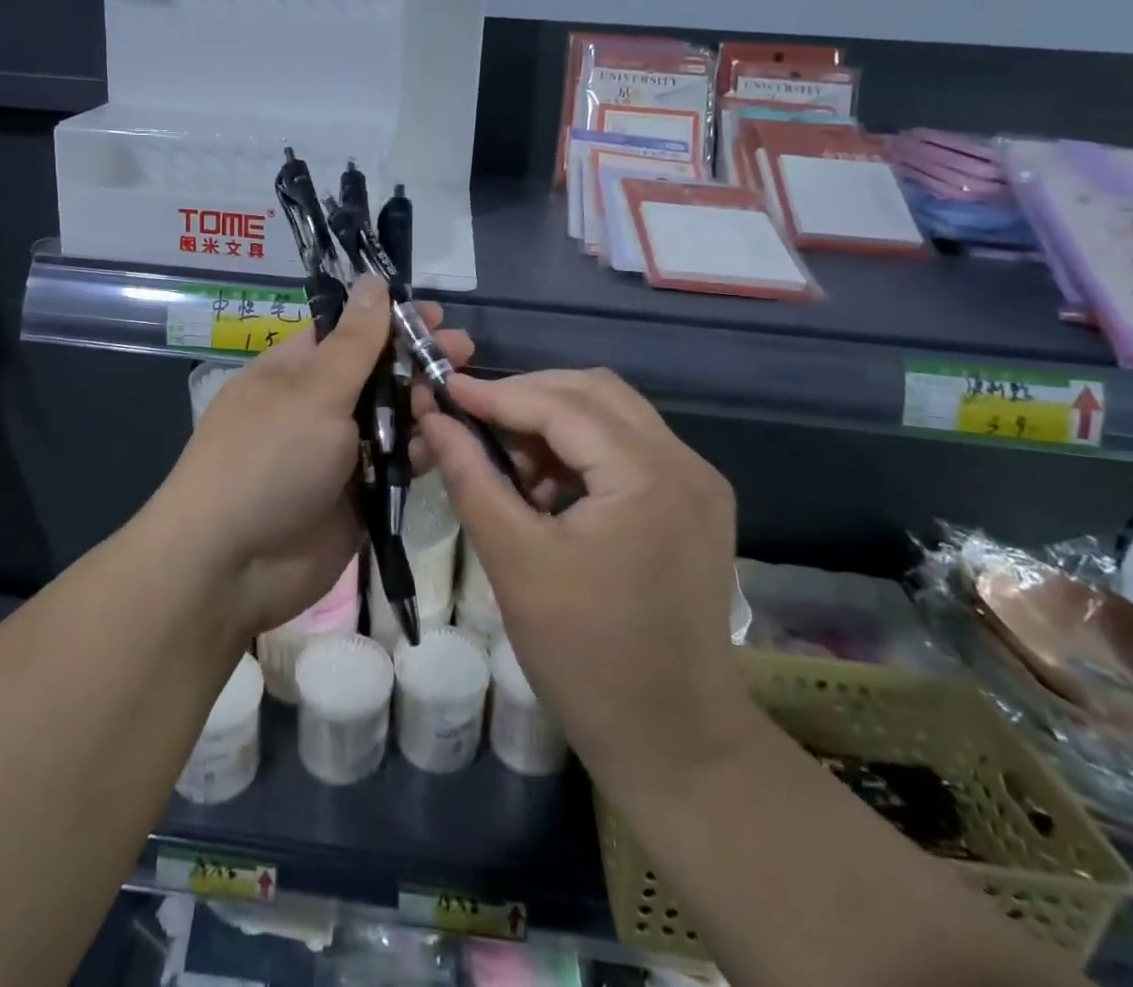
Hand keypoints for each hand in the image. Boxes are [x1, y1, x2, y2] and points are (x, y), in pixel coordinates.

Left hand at [155, 278, 473, 640]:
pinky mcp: (359, 494)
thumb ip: (355, 341)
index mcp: (296, 369)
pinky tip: (451, 439)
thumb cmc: (269, 457)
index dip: (391, 319)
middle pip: (377, 372)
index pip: (349, 330)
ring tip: (466, 392)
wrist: (233, 565)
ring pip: (392, 418)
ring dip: (427, 404)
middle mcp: (318, 405)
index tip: (436, 314)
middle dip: (419, 359)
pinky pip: (397, 464)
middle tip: (465, 350)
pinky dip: (423, 451)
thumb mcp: (314, 390)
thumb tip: (373, 280)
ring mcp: (339, 452)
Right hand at [419, 369, 759, 797]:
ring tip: (505, 460)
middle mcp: (685, 463)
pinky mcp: (694, 505)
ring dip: (554, 422)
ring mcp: (698, 483)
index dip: (497, 393)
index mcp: (648, 475)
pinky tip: (543, 487)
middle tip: (472, 418)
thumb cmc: (587, 657)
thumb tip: (434, 418)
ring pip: (613, 416)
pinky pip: (628, 449)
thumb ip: (471, 476)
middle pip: (595, 393)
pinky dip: (580, 451)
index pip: (562, 405)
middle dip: (527, 396)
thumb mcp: (514, 560)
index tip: (444, 388)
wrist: (675, 743)